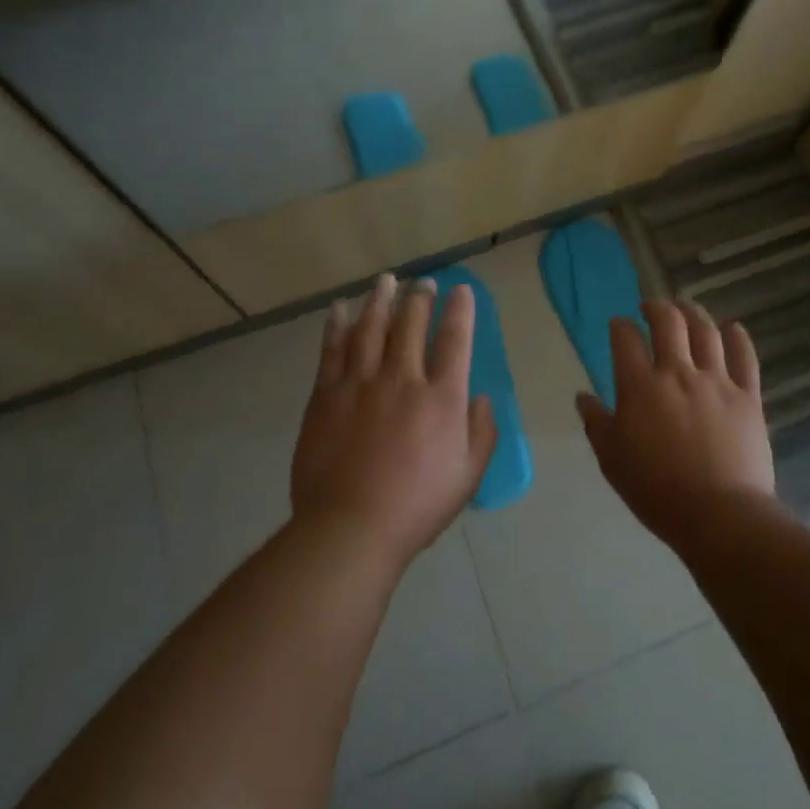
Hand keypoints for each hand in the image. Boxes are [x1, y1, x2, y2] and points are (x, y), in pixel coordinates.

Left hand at [291, 274, 496, 565]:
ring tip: (386, 280)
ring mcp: (361, 384)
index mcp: (441, 398)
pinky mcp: (327, 395)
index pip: (455, 340)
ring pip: (372, 328)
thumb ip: (482, 432)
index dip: (460, 310)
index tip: (461, 290)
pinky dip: (338, 325)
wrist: (350, 528)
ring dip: (381, 300)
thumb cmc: (416, 506)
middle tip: (423, 283)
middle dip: (420, 298)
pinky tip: (341, 309)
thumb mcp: (468, 475)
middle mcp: (403, 379)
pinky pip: (333, 350)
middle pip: (412, 325)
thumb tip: (481, 398)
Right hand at [577, 300, 775, 542]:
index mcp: (640, 386)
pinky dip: (738, 336)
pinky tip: (732, 328)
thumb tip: (583, 397)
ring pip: (705, 330)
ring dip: (693, 312)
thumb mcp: (613, 460)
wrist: (719, 515)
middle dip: (656, 307)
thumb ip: (597, 423)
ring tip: (685, 308)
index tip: (618, 325)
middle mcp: (677, 372)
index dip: (620, 325)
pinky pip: (744, 356)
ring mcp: (716, 380)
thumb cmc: (657, 491)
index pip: (625, 338)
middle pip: (667, 321)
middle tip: (650, 308)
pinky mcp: (747, 395)